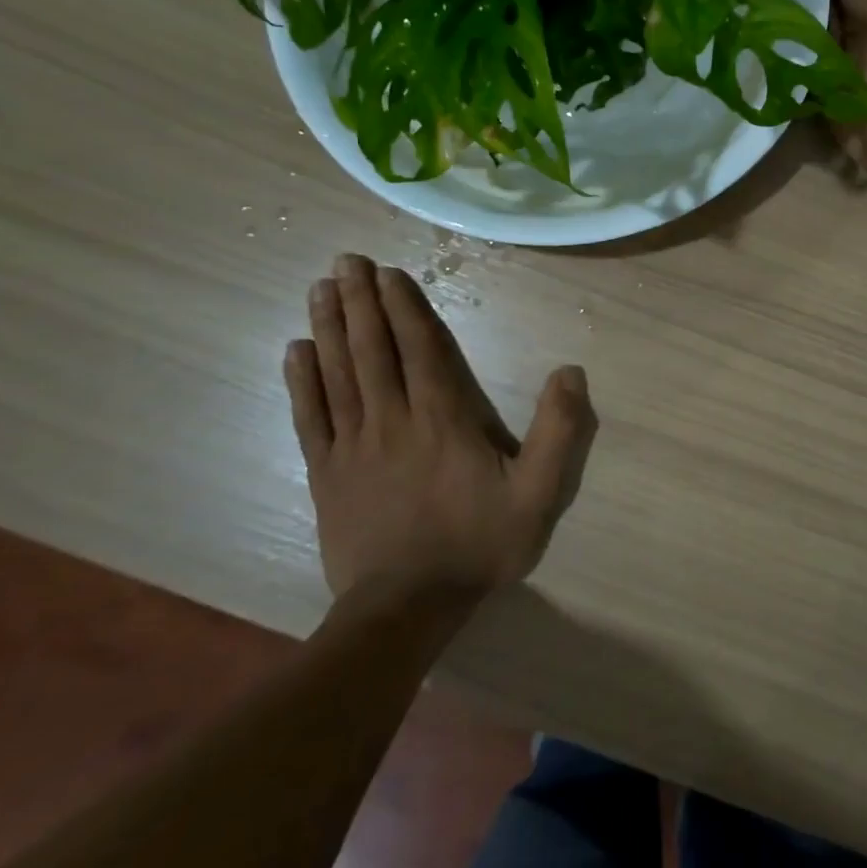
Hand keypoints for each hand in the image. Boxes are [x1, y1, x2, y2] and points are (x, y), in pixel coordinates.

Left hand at [285, 253, 596, 601]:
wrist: (407, 606)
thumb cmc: (478, 544)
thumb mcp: (538, 493)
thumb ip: (558, 431)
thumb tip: (571, 372)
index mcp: (443, 419)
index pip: (419, 349)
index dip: (404, 307)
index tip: (388, 273)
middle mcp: (393, 420)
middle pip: (372, 350)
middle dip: (360, 302)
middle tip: (346, 261)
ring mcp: (353, 445)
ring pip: (338, 374)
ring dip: (330, 327)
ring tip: (321, 288)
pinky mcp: (327, 473)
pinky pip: (310, 416)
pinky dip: (301, 381)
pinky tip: (296, 352)